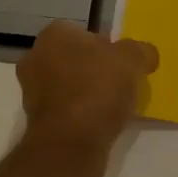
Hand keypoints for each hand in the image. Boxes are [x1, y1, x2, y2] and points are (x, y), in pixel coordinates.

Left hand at [17, 22, 158, 152]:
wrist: (70, 143)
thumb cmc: (98, 89)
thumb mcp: (132, 60)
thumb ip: (140, 51)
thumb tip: (145, 54)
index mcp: (53, 35)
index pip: (84, 33)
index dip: (107, 46)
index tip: (123, 64)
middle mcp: (35, 58)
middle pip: (75, 59)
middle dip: (95, 69)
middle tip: (121, 83)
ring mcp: (31, 91)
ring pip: (69, 85)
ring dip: (88, 93)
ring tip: (114, 106)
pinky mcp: (36, 121)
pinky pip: (66, 110)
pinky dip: (81, 114)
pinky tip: (100, 123)